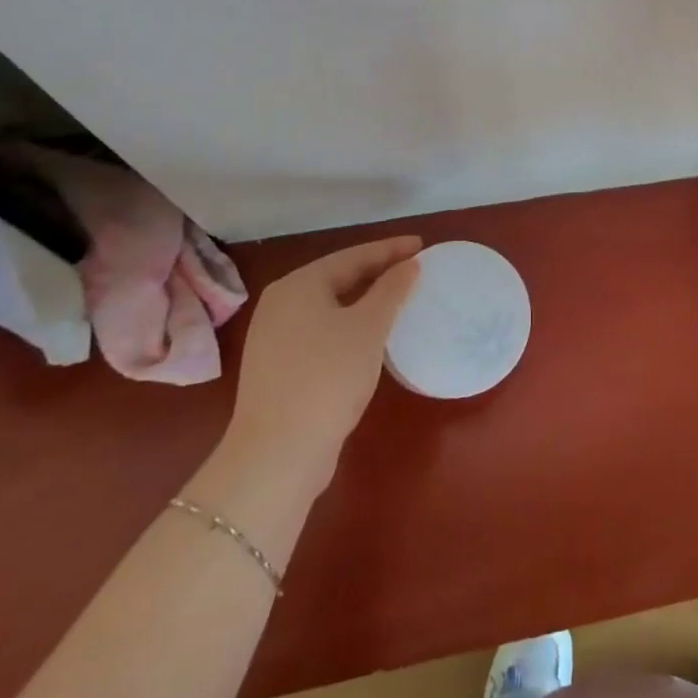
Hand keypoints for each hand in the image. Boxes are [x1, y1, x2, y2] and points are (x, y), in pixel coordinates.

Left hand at [226, 236, 422, 481]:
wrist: (278, 452)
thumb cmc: (328, 376)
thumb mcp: (368, 328)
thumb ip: (391, 290)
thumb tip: (409, 265)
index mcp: (298, 286)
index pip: (352, 256)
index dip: (390, 249)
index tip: (422, 245)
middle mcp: (280, 304)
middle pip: (338, 278)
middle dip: (377, 272)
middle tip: (414, 269)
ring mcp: (275, 337)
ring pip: (330, 306)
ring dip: (365, 300)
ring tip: (399, 298)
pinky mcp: (279, 367)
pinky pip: (322, 331)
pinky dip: (350, 325)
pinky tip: (371, 336)